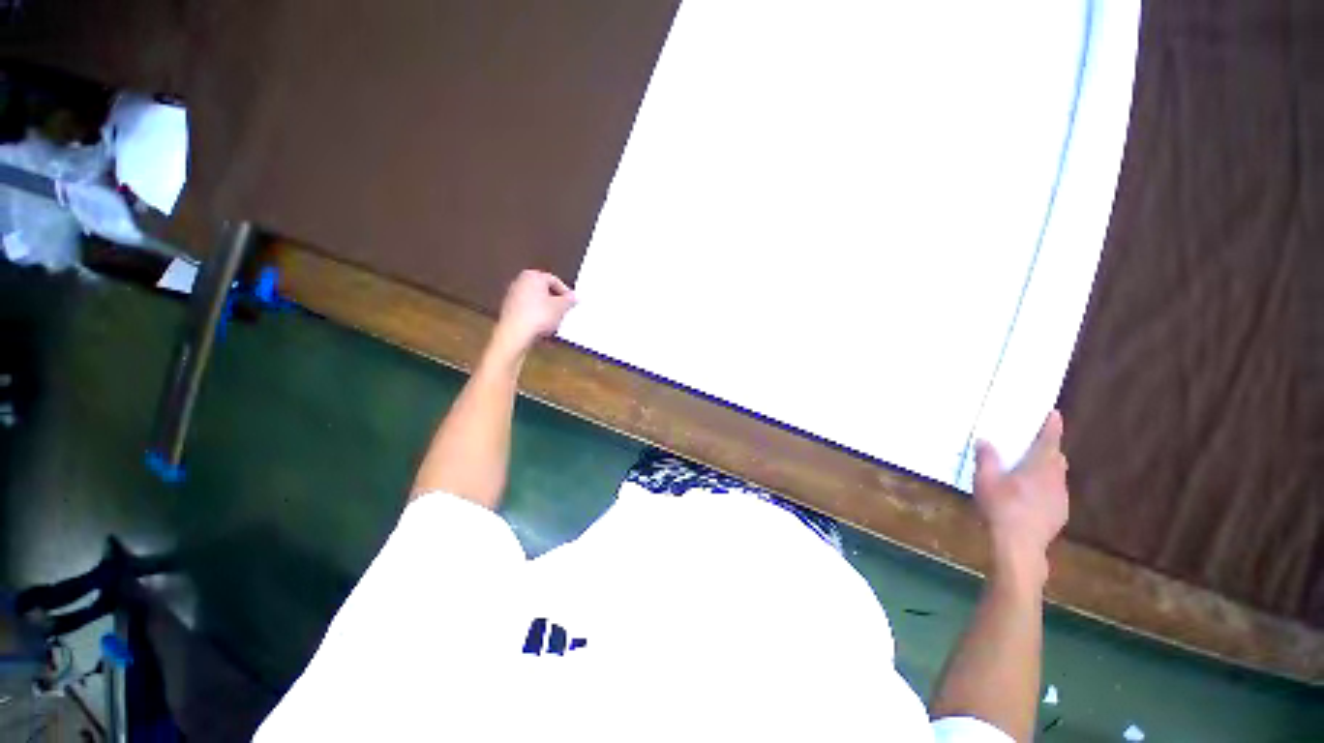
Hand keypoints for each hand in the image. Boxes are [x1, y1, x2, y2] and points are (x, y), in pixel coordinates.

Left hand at [491, 270, 576, 358]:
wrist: (515, 334)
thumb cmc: (539, 316)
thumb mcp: (561, 307)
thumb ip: (569, 300)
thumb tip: (573, 296)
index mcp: (533, 276)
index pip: (554, 280)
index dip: (565, 292)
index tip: (571, 303)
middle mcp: (520, 281)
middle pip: (543, 289)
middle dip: (555, 300)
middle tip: (564, 311)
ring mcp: (512, 295)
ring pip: (535, 300)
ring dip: (546, 309)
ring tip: (554, 320)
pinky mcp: (509, 309)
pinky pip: (528, 309)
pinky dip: (536, 315)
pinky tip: (542, 326)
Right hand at [972, 411, 1068, 583]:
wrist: (1020, 545)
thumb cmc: (1002, 508)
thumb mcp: (985, 480)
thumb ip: (986, 459)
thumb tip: (985, 440)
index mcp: (1039, 467)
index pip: (1048, 441)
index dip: (1051, 427)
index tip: (1053, 414)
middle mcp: (1055, 479)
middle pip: (1056, 458)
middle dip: (1048, 449)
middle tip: (1033, 445)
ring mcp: (1060, 498)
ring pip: (1057, 476)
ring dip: (1046, 470)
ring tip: (1028, 472)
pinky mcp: (1060, 513)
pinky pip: (1054, 492)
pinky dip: (1045, 487)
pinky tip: (1029, 497)